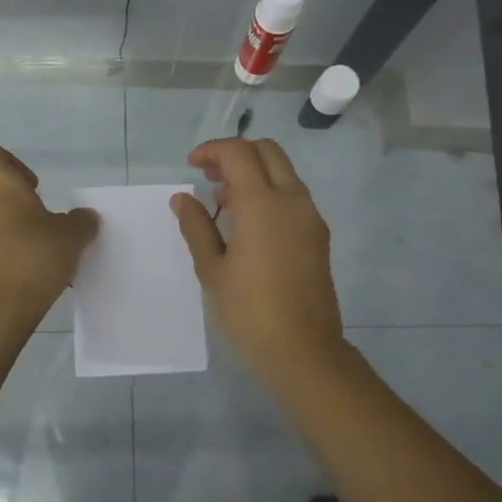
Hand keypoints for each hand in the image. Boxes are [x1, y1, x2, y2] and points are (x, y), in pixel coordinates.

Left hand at [0, 139, 98, 323]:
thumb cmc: (33, 257)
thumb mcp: (72, 236)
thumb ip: (80, 221)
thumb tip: (83, 216)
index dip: (8, 161)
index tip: (31, 186)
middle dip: (11, 205)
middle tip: (39, 227)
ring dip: (2, 230)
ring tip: (29, 255)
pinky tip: (17, 275)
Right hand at [172, 137, 346, 385]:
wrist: (302, 350)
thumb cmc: (248, 311)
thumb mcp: (212, 269)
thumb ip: (196, 226)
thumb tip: (183, 198)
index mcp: (262, 204)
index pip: (238, 153)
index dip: (212, 150)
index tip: (192, 166)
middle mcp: (292, 200)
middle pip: (267, 152)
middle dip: (236, 154)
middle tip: (209, 177)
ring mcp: (310, 217)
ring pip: (284, 172)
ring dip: (254, 173)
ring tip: (224, 203)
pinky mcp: (318, 235)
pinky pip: (293, 196)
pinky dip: (269, 193)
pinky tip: (248, 225)